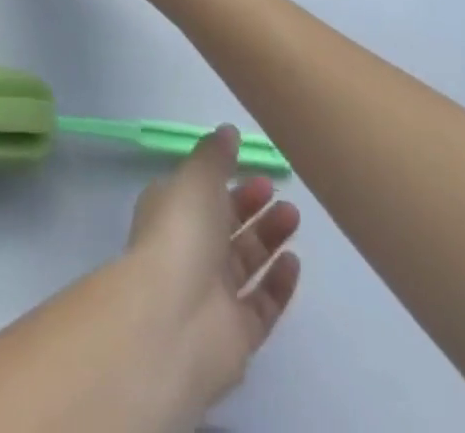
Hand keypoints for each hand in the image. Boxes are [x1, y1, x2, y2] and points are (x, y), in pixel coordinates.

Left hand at [122, 126, 301, 428]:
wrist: (174, 319)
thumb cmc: (181, 234)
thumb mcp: (196, 178)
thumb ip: (214, 155)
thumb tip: (227, 130)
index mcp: (170, 212)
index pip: (198, 191)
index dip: (222, 178)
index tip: (250, 164)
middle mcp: (188, 250)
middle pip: (224, 225)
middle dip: (250, 205)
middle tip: (277, 190)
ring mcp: (212, 294)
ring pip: (245, 261)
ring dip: (268, 237)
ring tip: (293, 216)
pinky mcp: (236, 333)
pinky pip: (261, 304)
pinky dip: (278, 283)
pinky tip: (294, 262)